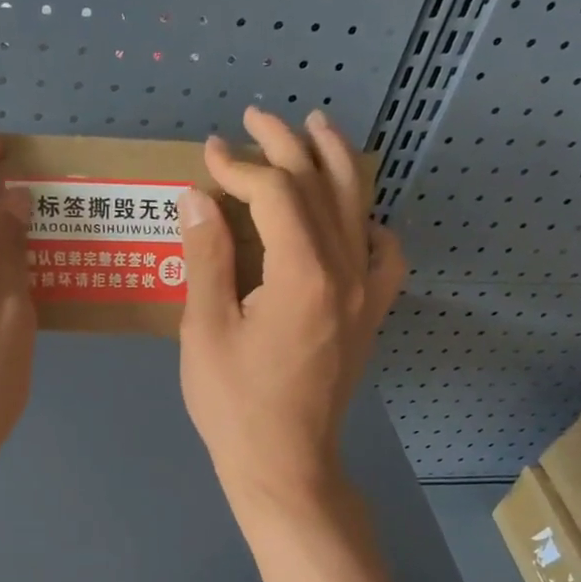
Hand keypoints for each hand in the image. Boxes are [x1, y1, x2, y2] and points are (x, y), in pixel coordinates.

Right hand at [178, 106, 406, 515]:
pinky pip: (383, 252)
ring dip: (335, 162)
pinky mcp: (370, 314)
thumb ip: (206, 257)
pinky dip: (367, 221)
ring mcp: (365, 293)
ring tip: (316, 128)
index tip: (207, 153)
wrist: (285, 464)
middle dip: (286, 144)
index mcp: (301, 274)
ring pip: (358, 207)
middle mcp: (345, 271)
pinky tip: (352, 214)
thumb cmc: (235, 404)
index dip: (239, 165)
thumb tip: (197, 195)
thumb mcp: (204, 330)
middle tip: (255, 117)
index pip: (274, 193)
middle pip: (320, 187)